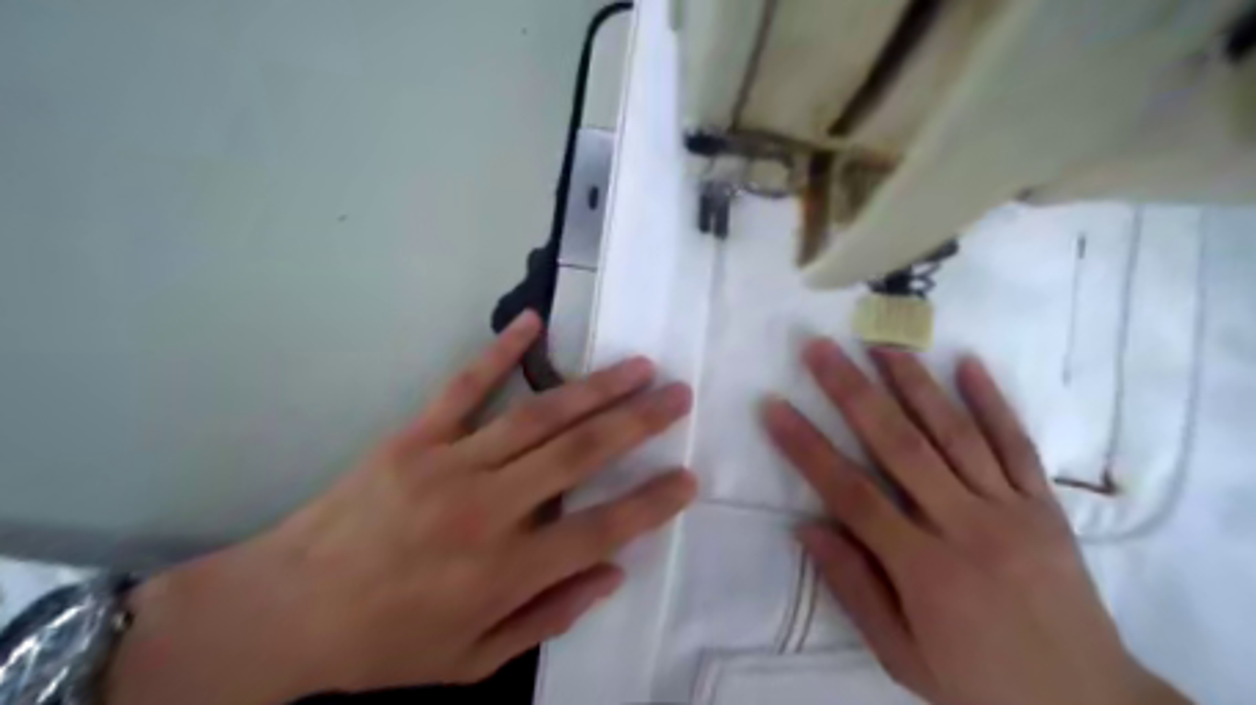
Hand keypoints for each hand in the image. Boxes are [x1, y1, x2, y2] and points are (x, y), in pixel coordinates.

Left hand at [106, 314, 697, 704]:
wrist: (283, 614)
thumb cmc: (384, 645)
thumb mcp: (473, 659)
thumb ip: (549, 616)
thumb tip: (611, 574)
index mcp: (506, 572)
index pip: (602, 529)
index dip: (652, 503)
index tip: (689, 478)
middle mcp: (489, 510)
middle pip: (581, 456)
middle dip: (639, 422)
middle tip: (679, 395)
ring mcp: (450, 464)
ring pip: (540, 416)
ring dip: (595, 387)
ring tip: (638, 364)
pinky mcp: (415, 437)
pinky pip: (465, 386)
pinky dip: (501, 352)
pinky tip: (534, 321)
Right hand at [766, 339, 1190, 704]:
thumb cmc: (978, 685)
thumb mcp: (901, 656)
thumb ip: (853, 588)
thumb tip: (807, 527)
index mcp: (925, 569)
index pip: (850, 493)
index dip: (807, 446)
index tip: (774, 407)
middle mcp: (966, 527)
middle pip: (898, 445)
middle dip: (852, 392)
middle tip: (819, 349)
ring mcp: (1012, 510)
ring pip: (955, 432)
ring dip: (914, 382)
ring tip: (880, 343)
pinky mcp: (1046, 506)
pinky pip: (1016, 444)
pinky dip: (993, 401)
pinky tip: (968, 363)